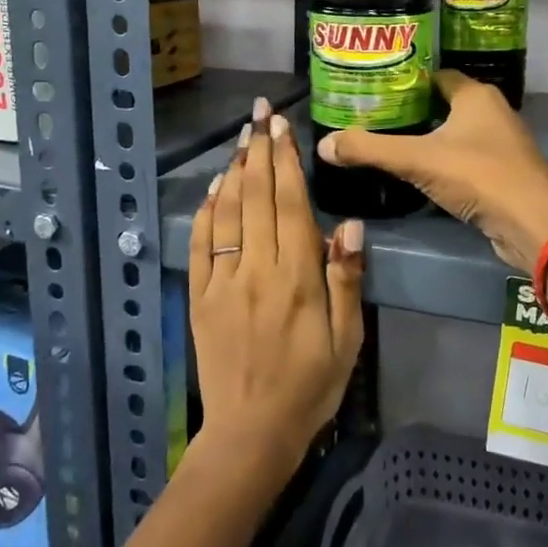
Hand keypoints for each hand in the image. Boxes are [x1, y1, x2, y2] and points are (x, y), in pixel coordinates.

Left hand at [189, 99, 364, 469]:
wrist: (251, 432)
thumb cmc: (310, 386)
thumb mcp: (347, 340)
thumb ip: (346, 280)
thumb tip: (348, 225)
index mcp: (296, 278)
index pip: (290, 204)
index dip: (285, 161)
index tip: (282, 127)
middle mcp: (256, 269)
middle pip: (256, 197)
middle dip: (258, 150)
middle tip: (260, 114)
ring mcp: (222, 281)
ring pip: (226, 212)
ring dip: (234, 171)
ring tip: (241, 138)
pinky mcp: (199, 297)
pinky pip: (199, 244)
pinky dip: (205, 210)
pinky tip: (214, 188)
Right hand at [316, 71, 547, 269]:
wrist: (532, 223)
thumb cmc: (478, 176)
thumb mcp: (417, 160)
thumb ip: (370, 150)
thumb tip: (324, 144)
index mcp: (476, 95)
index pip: (435, 76)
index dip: (406, 80)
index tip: (374, 89)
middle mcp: (493, 111)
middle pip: (444, 103)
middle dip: (412, 110)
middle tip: (374, 117)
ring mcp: (502, 143)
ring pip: (456, 132)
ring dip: (429, 137)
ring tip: (390, 143)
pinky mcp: (504, 171)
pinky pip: (467, 157)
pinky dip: (445, 160)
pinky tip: (421, 172)